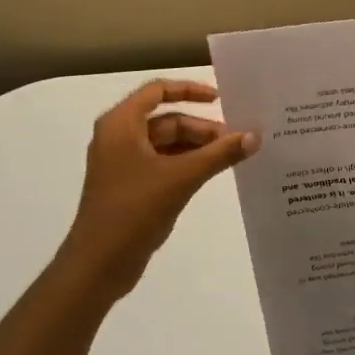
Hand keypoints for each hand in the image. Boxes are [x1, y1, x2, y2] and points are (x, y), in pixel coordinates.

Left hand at [56, 80, 257, 302]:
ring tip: (229, 157)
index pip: (158, 91)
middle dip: (200, 128)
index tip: (220, 99)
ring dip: (196, 147)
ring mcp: (122, 163)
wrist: (98, 264)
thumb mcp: (181, 177)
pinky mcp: (129, 186)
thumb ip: (219, 154)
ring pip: (166, 143)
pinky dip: (185, 164)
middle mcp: (118, 137)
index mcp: (121, 124)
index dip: (190, 90)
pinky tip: (210, 173)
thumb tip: (255, 135)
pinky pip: (162, 163)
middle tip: (235, 139)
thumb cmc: (134, 210)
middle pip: (166, 120)